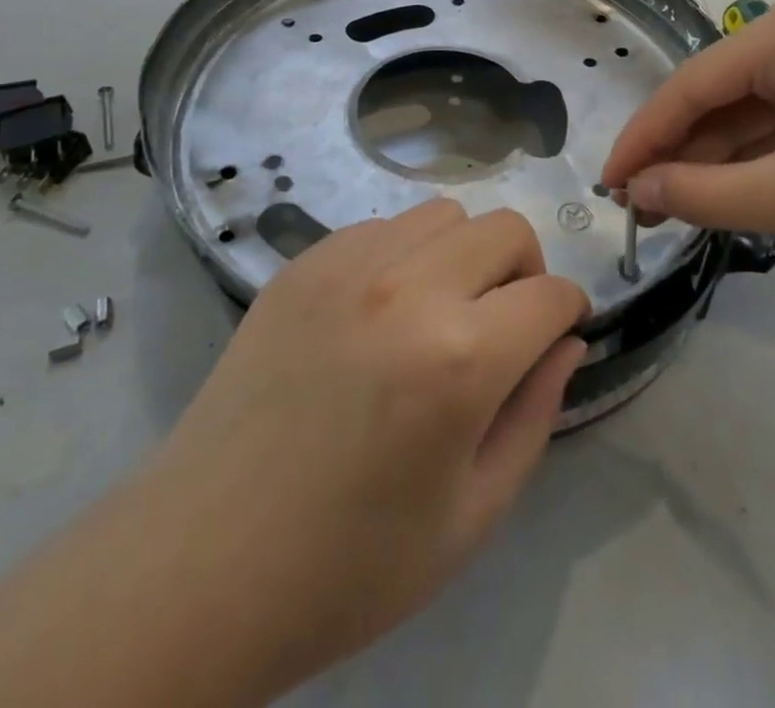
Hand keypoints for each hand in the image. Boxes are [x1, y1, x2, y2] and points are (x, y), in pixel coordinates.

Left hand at [134, 201, 588, 704]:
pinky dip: (402, 253)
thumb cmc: (351, 561)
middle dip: (524, 270)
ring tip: (438, 311)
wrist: (206, 559)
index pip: (550, 294)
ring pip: (442, 214)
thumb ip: (536, 413)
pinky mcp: (302, 263)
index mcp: (459, 358)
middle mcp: (406, 287)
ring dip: (462, 253)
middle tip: (503, 323)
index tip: (558, 335)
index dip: (569, 313)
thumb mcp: (473, 514)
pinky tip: (378, 311)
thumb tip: (566, 341)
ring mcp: (346, 264)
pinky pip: (380, 227)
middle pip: (503, 228)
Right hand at [601, 0, 774, 267]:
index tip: (608, 185)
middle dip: (677, 153)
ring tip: (673, 210)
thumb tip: (638, 191)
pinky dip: (755, 160)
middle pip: (716, 97)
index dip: (642, 139)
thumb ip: (703, 193)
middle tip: (639, 206)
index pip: (688, 87)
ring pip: (748, 113)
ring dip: (713, 160)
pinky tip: (728, 194)